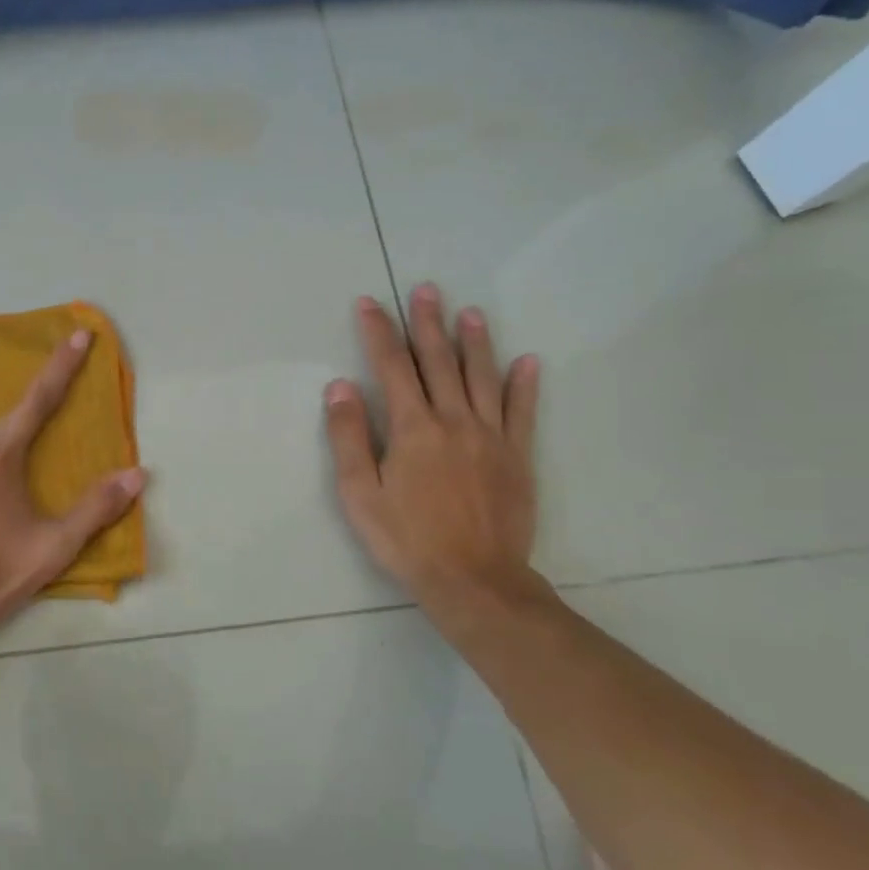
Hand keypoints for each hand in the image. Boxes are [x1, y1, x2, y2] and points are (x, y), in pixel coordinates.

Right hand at [323, 285, 542, 621]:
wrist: (474, 580)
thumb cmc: (407, 538)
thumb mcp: (361, 493)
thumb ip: (349, 436)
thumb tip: (341, 386)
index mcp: (412, 428)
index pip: (392, 367)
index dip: (379, 332)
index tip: (370, 303)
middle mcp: (453, 420)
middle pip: (439, 361)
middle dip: (428, 323)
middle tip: (426, 289)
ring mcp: (491, 436)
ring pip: (482, 377)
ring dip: (475, 341)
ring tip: (470, 311)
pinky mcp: (517, 456)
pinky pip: (522, 411)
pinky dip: (524, 384)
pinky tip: (527, 361)